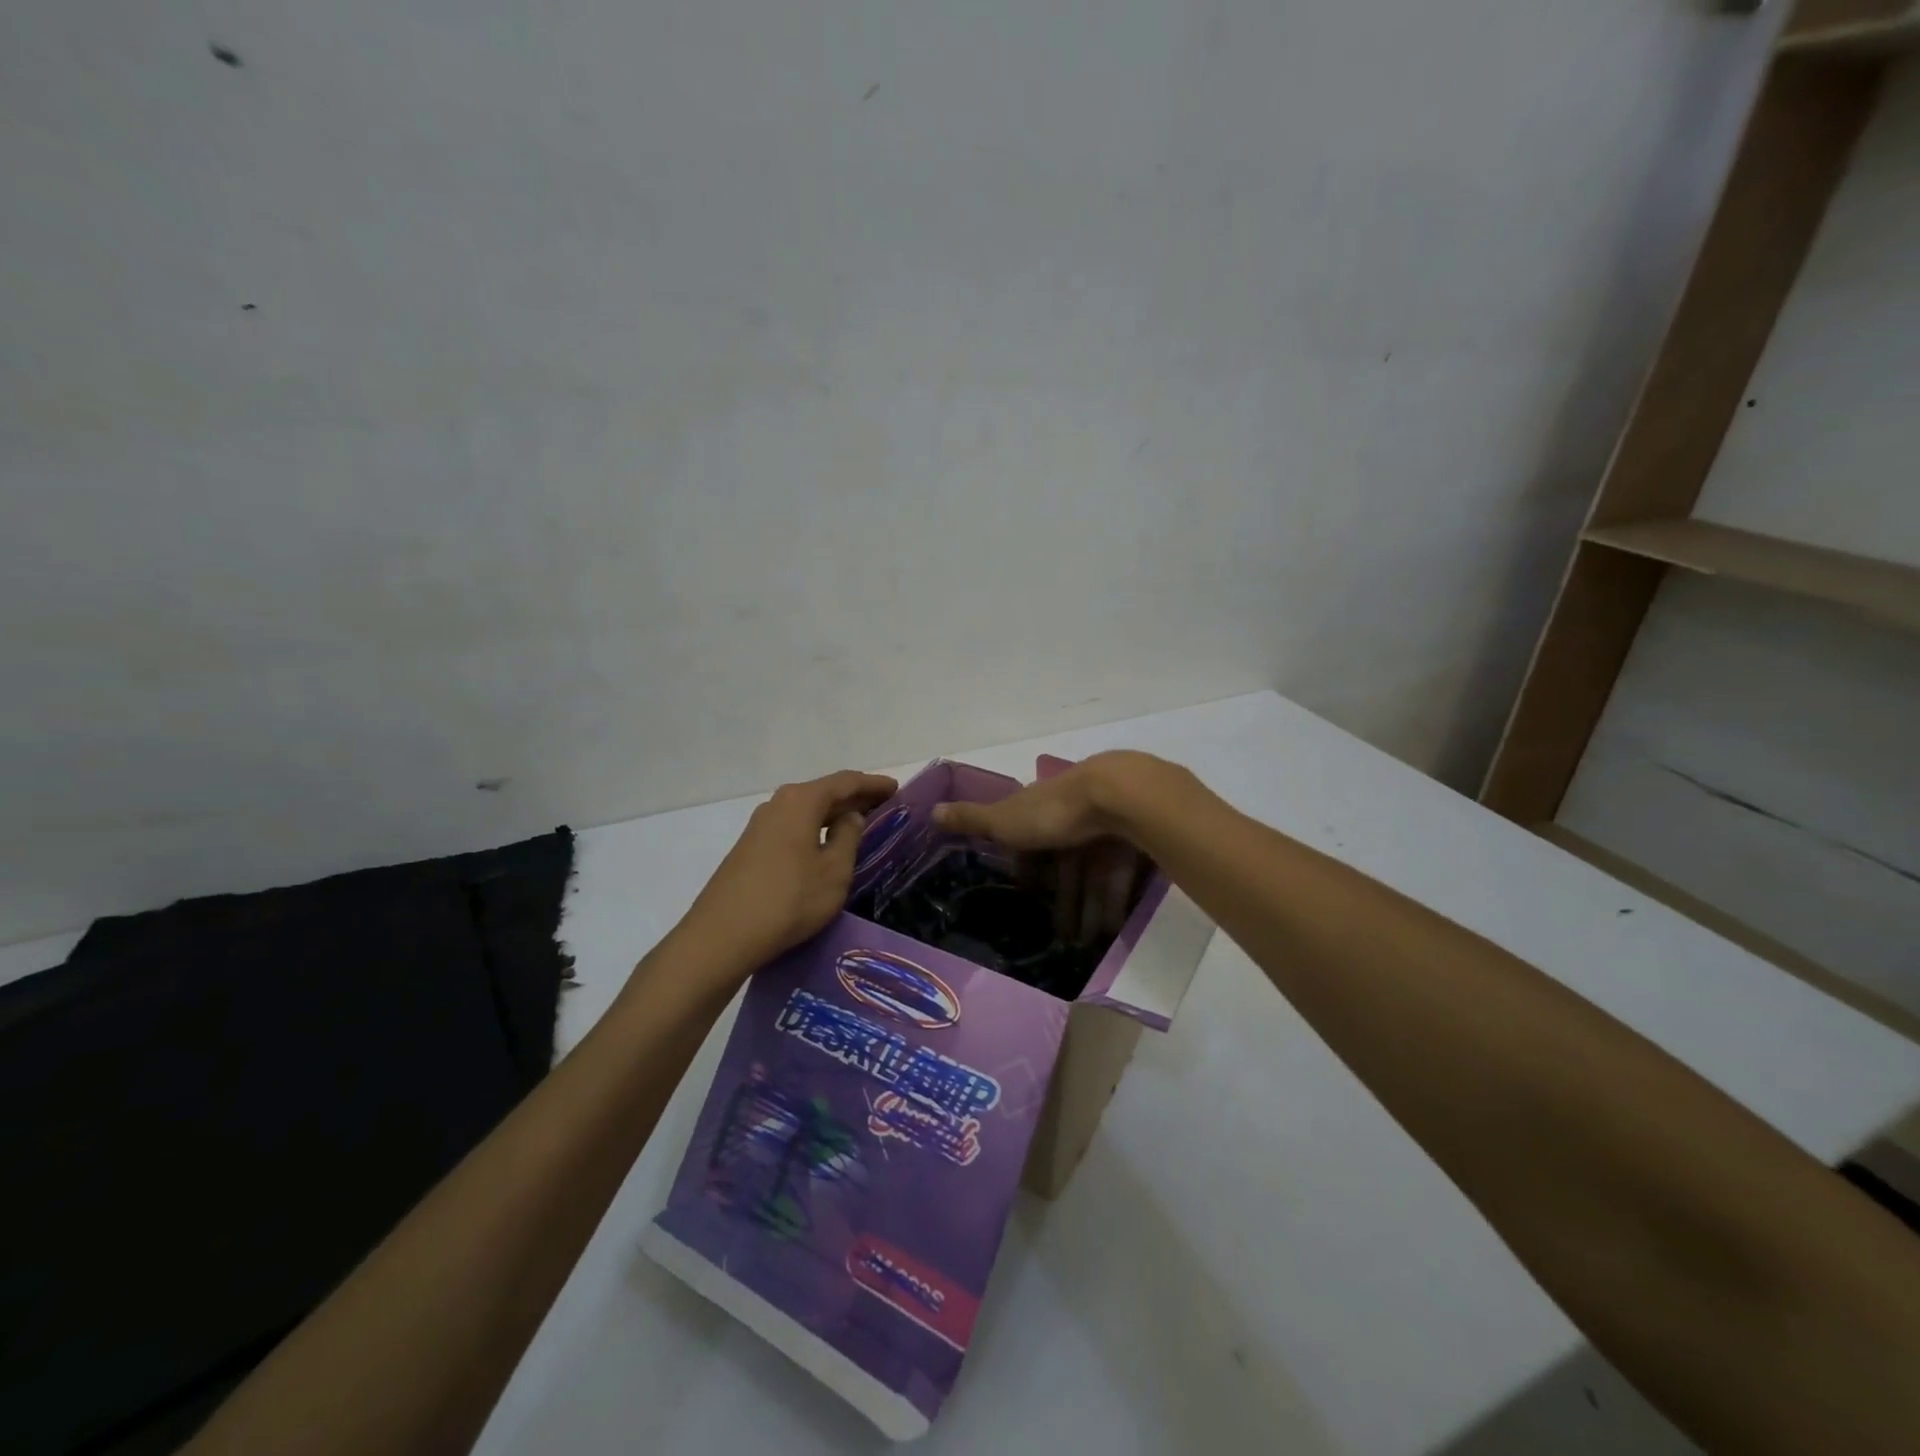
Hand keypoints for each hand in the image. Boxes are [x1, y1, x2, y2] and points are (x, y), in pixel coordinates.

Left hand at [680, 769, 898, 975]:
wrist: (722, 936)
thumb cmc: (789, 900)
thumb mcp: (834, 871)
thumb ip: (849, 837)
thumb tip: (851, 817)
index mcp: (801, 801)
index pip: (845, 782)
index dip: (873, 784)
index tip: (896, 789)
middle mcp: (778, 804)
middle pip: (823, 792)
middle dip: (854, 797)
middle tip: (884, 805)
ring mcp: (760, 826)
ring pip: (806, 811)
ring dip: (833, 814)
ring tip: (860, 823)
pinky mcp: (751, 848)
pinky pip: (793, 827)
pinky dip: (815, 828)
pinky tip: (825, 844)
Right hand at [933, 752, 1163, 944]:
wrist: (1116, 797)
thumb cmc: (1052, 811)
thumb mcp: (1004, 819)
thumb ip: (971, 819)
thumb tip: (931, 810)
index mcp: (1040, 809)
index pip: (1032, 842)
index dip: (1028, 869)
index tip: (1025, 896)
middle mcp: (1072, 817)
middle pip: (1064, 864)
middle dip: (1061, 900)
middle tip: (1059, 936)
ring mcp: (1103, 829)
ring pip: (1092, 875)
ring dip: (1086, 909)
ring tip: (1082, 945)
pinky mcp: (1130, 842)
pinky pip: (1117, 878)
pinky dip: (1111, 904)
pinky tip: (1107, 931)